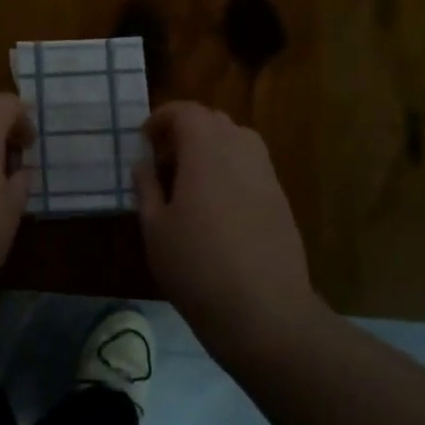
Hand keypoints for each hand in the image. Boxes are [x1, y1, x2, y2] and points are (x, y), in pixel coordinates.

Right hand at [135, 102, 320, 364]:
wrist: (264, 313)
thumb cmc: (197, 268)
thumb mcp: (155, 228)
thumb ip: (146, 187)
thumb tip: (144, 164)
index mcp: (206, 152)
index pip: (186, 112)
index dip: (161, 118)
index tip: (144, 141)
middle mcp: (241, 152)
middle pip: (214, 119)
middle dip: (185, 130)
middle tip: (163, 161)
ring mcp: (266, 175)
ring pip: (237, 139)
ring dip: (210, 147)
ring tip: (190, 180)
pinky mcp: (280, 200)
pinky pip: (251, 165)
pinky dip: (230, 167)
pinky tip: (216, 204)